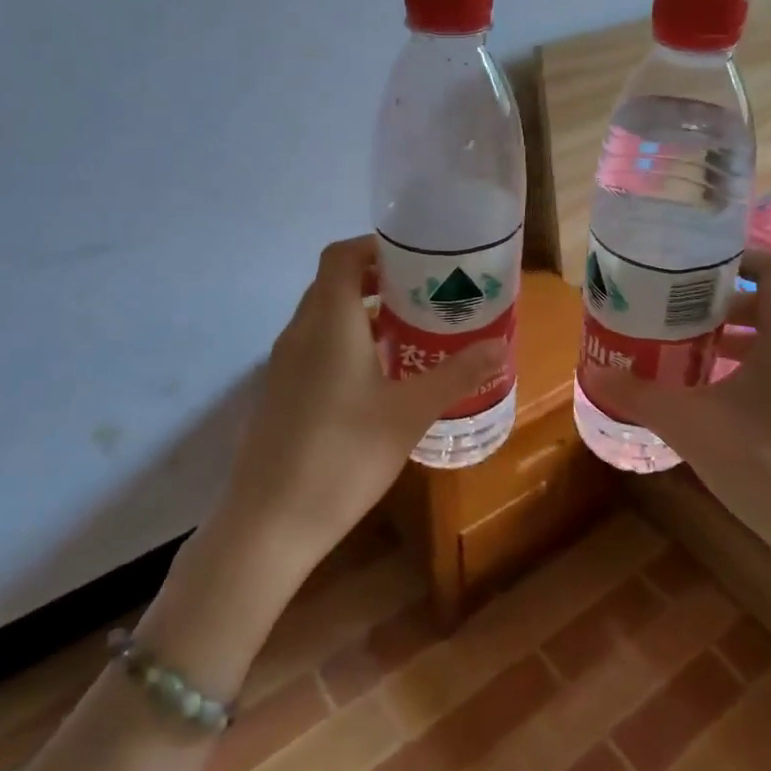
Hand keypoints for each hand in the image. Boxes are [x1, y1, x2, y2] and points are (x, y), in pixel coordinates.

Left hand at [219, 234, 502, 568]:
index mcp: (329, 322)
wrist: (270, 523)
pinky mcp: (280, 393)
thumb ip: (456, 374)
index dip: (375, 247)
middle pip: (333, 283)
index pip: (341, 256)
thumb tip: (500, 346)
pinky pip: (314, 347)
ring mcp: (283, 364)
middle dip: (377, 280)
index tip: (416, 260)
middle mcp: (300, 332)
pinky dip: (345, 343)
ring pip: (323, 317)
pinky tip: (378, 379)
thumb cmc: (344, 455)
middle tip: (424, 295)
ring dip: (362, 313)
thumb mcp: (410, 413)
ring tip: (410, 332)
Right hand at [584, 249, 770, 564]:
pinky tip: (725, 401)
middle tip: (681, 315)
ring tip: (694, 355)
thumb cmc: (763, 464)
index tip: (694, 270)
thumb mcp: (689, 425)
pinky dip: (758, 369)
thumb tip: (596, 375)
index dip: (735, 258)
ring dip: (740, 339)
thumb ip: (640, 396)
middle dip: (724, 305)